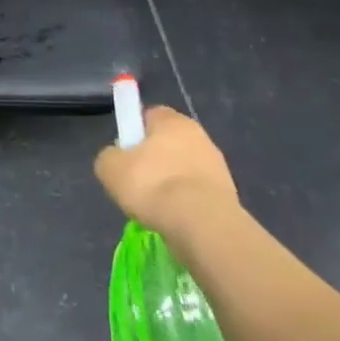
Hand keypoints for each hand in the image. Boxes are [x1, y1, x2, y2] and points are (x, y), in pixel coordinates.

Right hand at [94, 105, 238, 234]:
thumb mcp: (110, 168)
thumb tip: (117, 159)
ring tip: (158, 207)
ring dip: (173, 183)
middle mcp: (199, 135)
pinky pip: (198, 193)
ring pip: (185, 169)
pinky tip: (177, 218)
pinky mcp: (229, 194)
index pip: (149, 115)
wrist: (203, 225)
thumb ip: (110, 156)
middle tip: (138, 182)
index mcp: (171, 120)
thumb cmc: (152, 185)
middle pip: (170, 142)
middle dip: (155, 159)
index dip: (135, 132)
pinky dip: (187, 203)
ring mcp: (218, 165)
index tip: (126, 154)